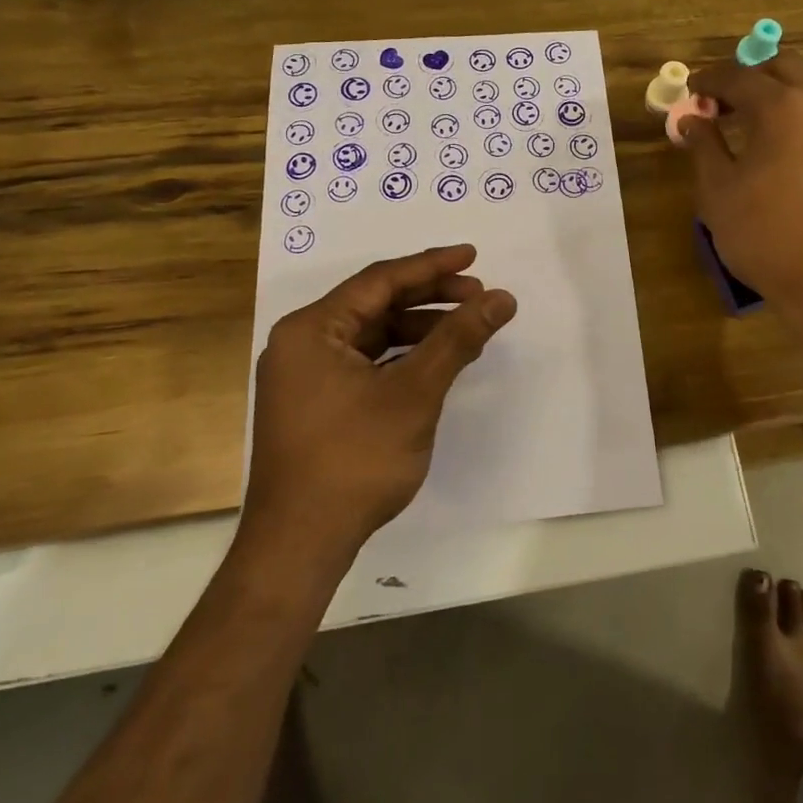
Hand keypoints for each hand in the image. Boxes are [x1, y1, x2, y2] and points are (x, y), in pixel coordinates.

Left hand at [244, 245, 516, 550]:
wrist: (300, 545)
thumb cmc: (354, 459)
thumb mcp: (414, 393)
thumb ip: (458, 339)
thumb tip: (501, 298)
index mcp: (311, 329)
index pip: (380, 280)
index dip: (431, 266)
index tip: (473, 256)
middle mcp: (301, 344)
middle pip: (375, 305)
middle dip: (430, 298)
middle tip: (478, 296)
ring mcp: (305, 377)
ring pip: (373, 336)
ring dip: (420, 330)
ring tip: (468, 332)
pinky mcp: (315, 404)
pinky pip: (365, 363)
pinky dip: (402, 359)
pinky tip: (436, 365)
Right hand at [680, 51, 802, 319]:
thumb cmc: (768, 239)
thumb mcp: (719, 193)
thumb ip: (704, 146)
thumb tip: (692, 118)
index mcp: (781, 107)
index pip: (738, 76)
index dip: (710, 79)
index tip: (694, 90)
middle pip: (785, 65)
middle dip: (751, 76)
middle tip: (728, 104)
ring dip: (797, 83)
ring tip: (777, 113)